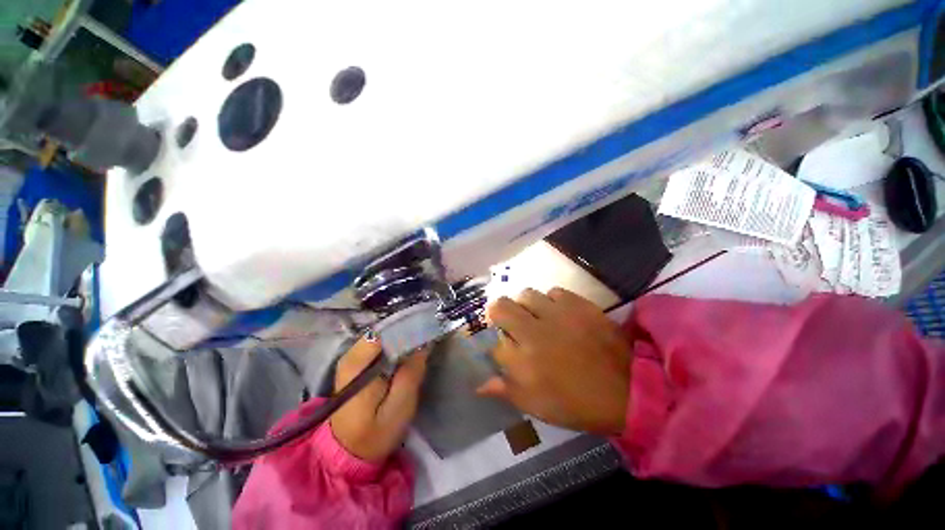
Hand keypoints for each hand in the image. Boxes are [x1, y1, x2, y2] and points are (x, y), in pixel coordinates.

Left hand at [330, 337, 428, 462]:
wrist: (347, 453)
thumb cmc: (374, 434)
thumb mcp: (398, 408)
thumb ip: (411, 374)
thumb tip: (424, 344)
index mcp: (357, 365)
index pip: (384, 332)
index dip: (407, 327)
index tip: (428, 328)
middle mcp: (350, 356)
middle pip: (383, 331)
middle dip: (406, 331)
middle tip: (428, 334)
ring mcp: (352, 359)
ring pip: (382, 336)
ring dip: (402, 337)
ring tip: (422, 340)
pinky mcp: (356, 365)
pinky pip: (379, 346)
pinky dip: (395, 345)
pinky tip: (408, 351)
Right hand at [477, 288, 630, 434]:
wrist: (627, 390)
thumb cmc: (576, 403)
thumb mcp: (536, 405)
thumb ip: (505, 390)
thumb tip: (480, 384)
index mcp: (521, 361)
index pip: (492, 340)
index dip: (494, 342)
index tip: (503, 346)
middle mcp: (533, 332)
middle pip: (501, 307)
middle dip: (499, 313)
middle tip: (511, 323)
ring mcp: (556, 314)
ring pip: (526, 295)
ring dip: (525, 305)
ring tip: (536, 316)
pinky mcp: (577, 304)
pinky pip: (553, 292)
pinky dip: (551, 301)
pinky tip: (559, 313)